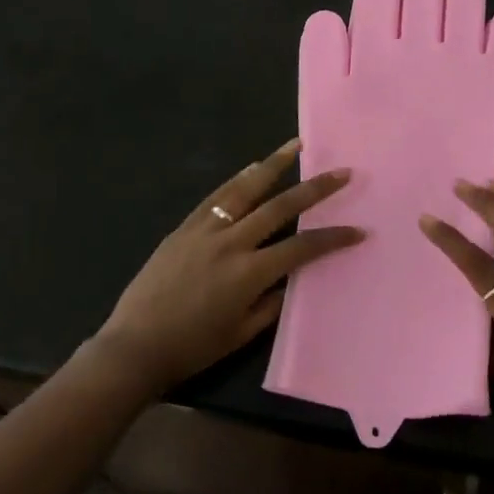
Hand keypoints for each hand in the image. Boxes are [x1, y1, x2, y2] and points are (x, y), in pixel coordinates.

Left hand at [94, 139, 364, 396]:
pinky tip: (251, 168)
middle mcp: (231, 243)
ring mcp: (205, 230)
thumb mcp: (241, 333)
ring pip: (245, 189)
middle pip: (280, 206)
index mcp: (249, 273)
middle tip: (341, 172)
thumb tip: (293, 278)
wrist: (134, 345)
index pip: (302, 248)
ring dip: (274, 165)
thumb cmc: (192, 347)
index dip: (333, 238)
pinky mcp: (184, 227)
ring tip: (296, 146)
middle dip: (315, 188)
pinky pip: (216, 197)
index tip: (358, 229)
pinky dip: (237, 180)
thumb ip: (272, 303)